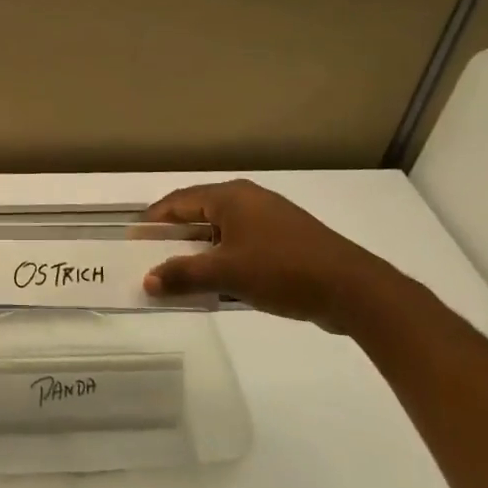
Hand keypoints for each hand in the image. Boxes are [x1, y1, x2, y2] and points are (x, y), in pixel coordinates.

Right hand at [140, 179, 409, 333]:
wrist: (354, 290)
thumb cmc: (283, 270)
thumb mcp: (227, 273)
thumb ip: (183, 275)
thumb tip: (147, 281)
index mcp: (231, 197)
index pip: (179, 202)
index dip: (153, 220)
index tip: (133, 240)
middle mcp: (248, 201)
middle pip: (199, 216)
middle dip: (174, 239)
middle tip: (150, 260)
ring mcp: (269, 221)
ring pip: (221, 234)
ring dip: (199, 254)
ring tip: (177, 276)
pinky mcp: (285, 243)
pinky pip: (241, 247)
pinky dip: (223, 262)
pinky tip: (216, 286)